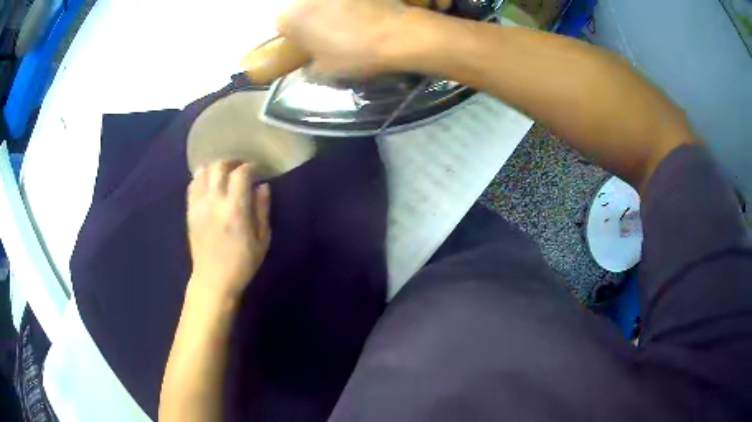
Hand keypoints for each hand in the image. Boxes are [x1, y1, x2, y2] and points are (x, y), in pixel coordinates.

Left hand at [187, 161, 270, 299]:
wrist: (213, 280)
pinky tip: (208, 184)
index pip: (241, 173)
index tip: (257, 170)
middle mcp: (215, 202)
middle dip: (232, 163)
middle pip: (220, 167)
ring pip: (203, 172)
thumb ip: (262, 210)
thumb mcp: (262, 240)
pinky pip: (192, 185)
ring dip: (215, 168)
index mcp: (235, 209)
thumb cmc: (242, 263)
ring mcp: (199, 205)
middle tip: (240, 169)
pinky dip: (201, 178)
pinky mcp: (190, 211)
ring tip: (224, 175)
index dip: (250, 167)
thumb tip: (263, 186)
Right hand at [277, 0, 408, 76]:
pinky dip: (353, 6)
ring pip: (324, 3)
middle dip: (312, 21)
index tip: (307, 47)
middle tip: (330, 37)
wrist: (395, 34)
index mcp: (291, 18)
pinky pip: (348, 1)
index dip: (294, 38)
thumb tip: (309, 66)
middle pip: (302, 10)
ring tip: (352, 26)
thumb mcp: (323, 73)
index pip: (281, 27)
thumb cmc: (353, 54)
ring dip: (331, 12)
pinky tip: (366, 16)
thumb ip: (309, 69)